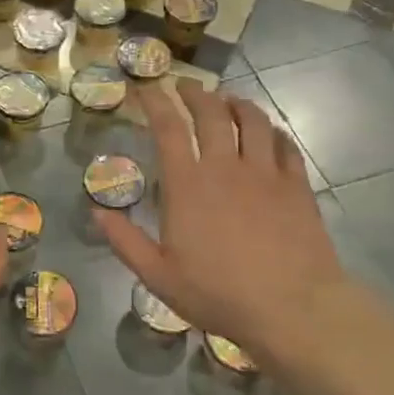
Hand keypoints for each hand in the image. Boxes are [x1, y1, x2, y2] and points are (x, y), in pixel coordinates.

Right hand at [96, 80, 355, 368]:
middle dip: (195, 93)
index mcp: (187, 184)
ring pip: (253, 121)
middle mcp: (225, 167)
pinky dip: (274, 132)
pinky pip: (286, 146)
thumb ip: (124, 240)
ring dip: (237, 104)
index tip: (146, 87)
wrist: (292, 309)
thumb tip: (96, 210)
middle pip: (211, 113)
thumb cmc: (218, 294)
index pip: (168, 127)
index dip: (155, 101)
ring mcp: (265, 173)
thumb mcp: (158, 276)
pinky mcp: (297, 186)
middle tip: (186, 86)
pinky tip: (270, 134)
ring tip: (229, 100)